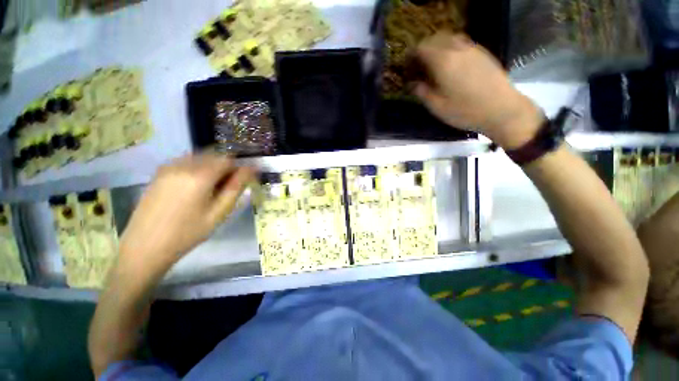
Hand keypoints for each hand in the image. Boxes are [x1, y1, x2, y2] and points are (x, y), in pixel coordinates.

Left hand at [118, 154, 254, 271]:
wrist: (145, 246)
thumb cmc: (188, 232)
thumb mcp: (219, 213)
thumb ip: (236, 188)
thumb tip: (250, 170)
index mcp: (200, 176)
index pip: (227, 160)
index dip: (239, 168)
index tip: (244, 180)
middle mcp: (183, 166)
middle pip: (213, 156)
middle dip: (226, 167)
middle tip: (229, 185)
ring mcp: (168, 167)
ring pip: (200, 157)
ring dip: (212, 167)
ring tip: (213, 187)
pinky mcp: (159, 173)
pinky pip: (186, 162)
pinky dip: (198, 168)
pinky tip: (196, 186)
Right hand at [413, 33, 543, 148]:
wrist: (502, 109)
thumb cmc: (465, 111)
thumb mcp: (438, 107)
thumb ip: (422, 92)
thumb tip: (412, 84)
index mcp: (443, 61)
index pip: (421, 48)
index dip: (411, 55)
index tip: (407, 67)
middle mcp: (457, 49)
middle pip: (435, 39)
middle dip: (423, 49)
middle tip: (418, 65)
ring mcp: (472, 49)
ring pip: (449, 38)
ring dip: (437, 46)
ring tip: (433, 63)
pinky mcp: (483, 53)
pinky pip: (462, 42)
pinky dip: (451, 48)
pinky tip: (451, 63)